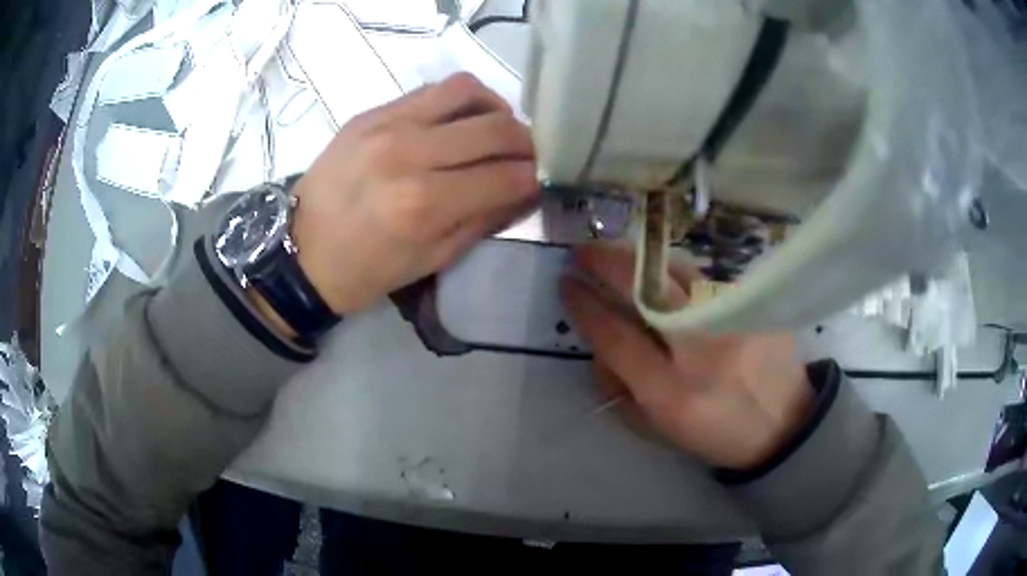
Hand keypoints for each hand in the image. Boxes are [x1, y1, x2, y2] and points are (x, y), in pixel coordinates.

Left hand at [291, 73, 537, 313]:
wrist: (300, 250)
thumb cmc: (365, 270)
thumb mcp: (432, 260)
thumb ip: (485, 219)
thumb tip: (527, 189)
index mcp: (423, 205)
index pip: (507, 176)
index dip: (536, 176)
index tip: (543, 179)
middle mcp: (409, 154)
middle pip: (496, 127)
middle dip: (527, 142)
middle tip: (529, 155)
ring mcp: (387, 124)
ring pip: (467, 90)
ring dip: (496, 108)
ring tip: (495, 129)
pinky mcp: (371, 112)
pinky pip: (431, 90)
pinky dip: (458, 102)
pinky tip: (457, 123)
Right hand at [561, 243, 813, 470]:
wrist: (783, 423)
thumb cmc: (716, 433)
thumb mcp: (659, 429)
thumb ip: (619, 390)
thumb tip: (597, 344)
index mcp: (672, 393)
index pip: (616, 336)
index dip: (585, 305)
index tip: (566, 283)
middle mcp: (702, 350)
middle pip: (647, 289)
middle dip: (607, 261)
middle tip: (583, 250)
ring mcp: (733, 320)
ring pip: (679, 271)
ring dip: (642, 259)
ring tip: (621, 256)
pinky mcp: (756, 305)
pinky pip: (706, 278)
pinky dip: (679, 273)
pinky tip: (669, 276)